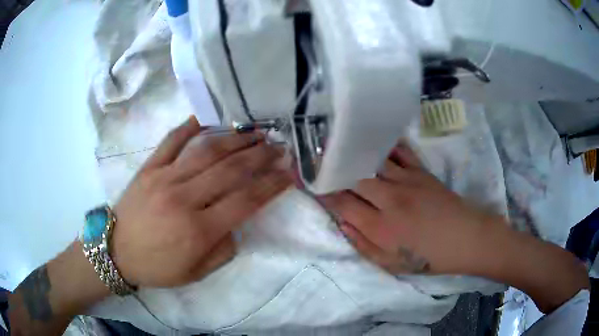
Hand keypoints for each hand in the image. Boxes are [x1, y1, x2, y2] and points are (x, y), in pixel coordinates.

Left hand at [112, 116, 291, 286]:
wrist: (115, 251)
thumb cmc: (156, 267)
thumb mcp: (196, 273)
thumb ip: (223, 249)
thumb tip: (235, 222)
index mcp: (198, 230)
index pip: (245, 201)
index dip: (270, 186)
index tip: (288, 174)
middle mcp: (184, 199)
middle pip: (230, 170)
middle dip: (260, 156)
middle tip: (278, 146)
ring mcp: (165, 178)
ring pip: (207, 151)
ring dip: (235, 139)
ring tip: (255, 131)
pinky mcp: (149, 168)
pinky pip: (172, 141)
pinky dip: (190, 127)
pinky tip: (207, 118)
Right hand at [321, 143, 492, 274]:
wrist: (466, 238)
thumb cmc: (429, 257)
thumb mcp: (392, 264)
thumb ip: (363, 245)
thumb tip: (343, 223)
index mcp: (380, 227)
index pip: (341, 203)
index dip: (321, 191)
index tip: (306, 180)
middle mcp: (389, 199)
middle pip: (352, 176)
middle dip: (331, 167)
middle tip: (314, 156)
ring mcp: (406, 181)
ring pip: (372, 160)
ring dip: (353, 152)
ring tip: (336, 142)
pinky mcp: (421, 171)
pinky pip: (399, 152)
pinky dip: (384, 145)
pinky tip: (373, 139)